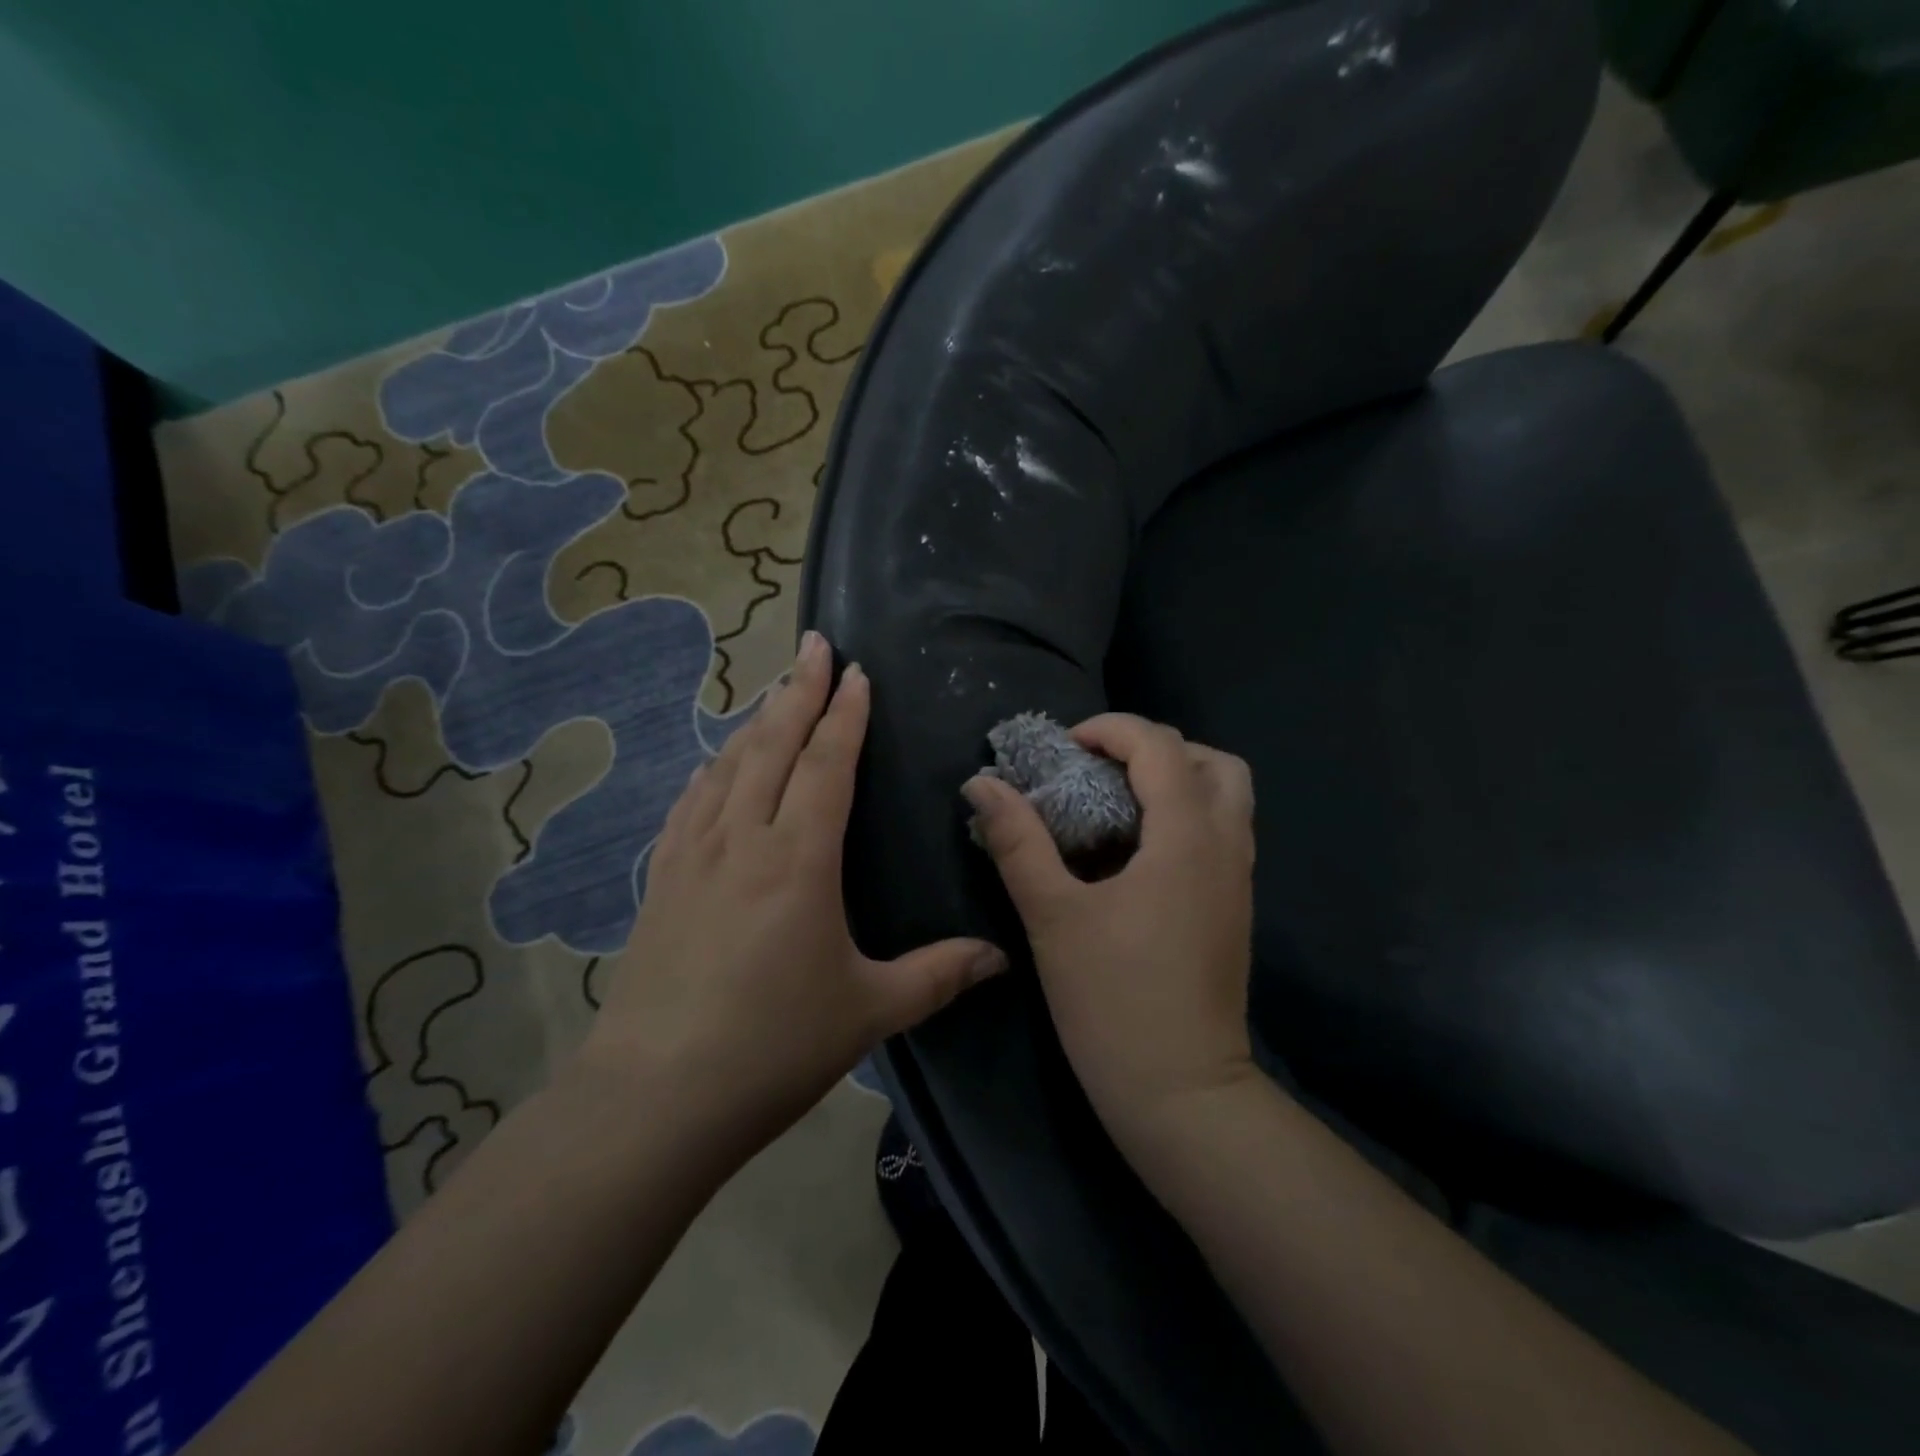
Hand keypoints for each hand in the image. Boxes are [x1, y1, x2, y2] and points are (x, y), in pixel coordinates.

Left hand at [577, 631, 1007, 1163]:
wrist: (656, 1095)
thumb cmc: (773, 1047)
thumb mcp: (868, 1012)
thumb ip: (938, 975)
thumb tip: (1001, 957)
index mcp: (798, 859)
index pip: (826, 764)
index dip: (844, 714)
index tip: (855, 673)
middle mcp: (743, 839)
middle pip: (773, 745)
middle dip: (799, 690)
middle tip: (814, 645)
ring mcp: (694, 856)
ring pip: (728, 766)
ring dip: (756, 722)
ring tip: (775, 691)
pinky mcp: (662, 880)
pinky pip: (691, 803)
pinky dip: (712, 770)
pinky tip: (715, 766)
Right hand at [964, 714, 1256, 1151]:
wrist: (1183, 1095)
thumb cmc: (1113, 1001)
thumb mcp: (1052, 916)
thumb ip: (1017, 842)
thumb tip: (981, 783)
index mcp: (1187, 837)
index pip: (1161, 746)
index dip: (1111, 730)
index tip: (1065, 749)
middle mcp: (1226, 846)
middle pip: (1213, 761)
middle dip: (1156, 749)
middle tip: (1101, 770)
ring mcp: (1239, 880)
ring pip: (1226, 798)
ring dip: (1176, 781)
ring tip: (1116, 805)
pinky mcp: (1235, 908)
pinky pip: (1222, 833)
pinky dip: (1185, 816)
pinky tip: (1135, 853)